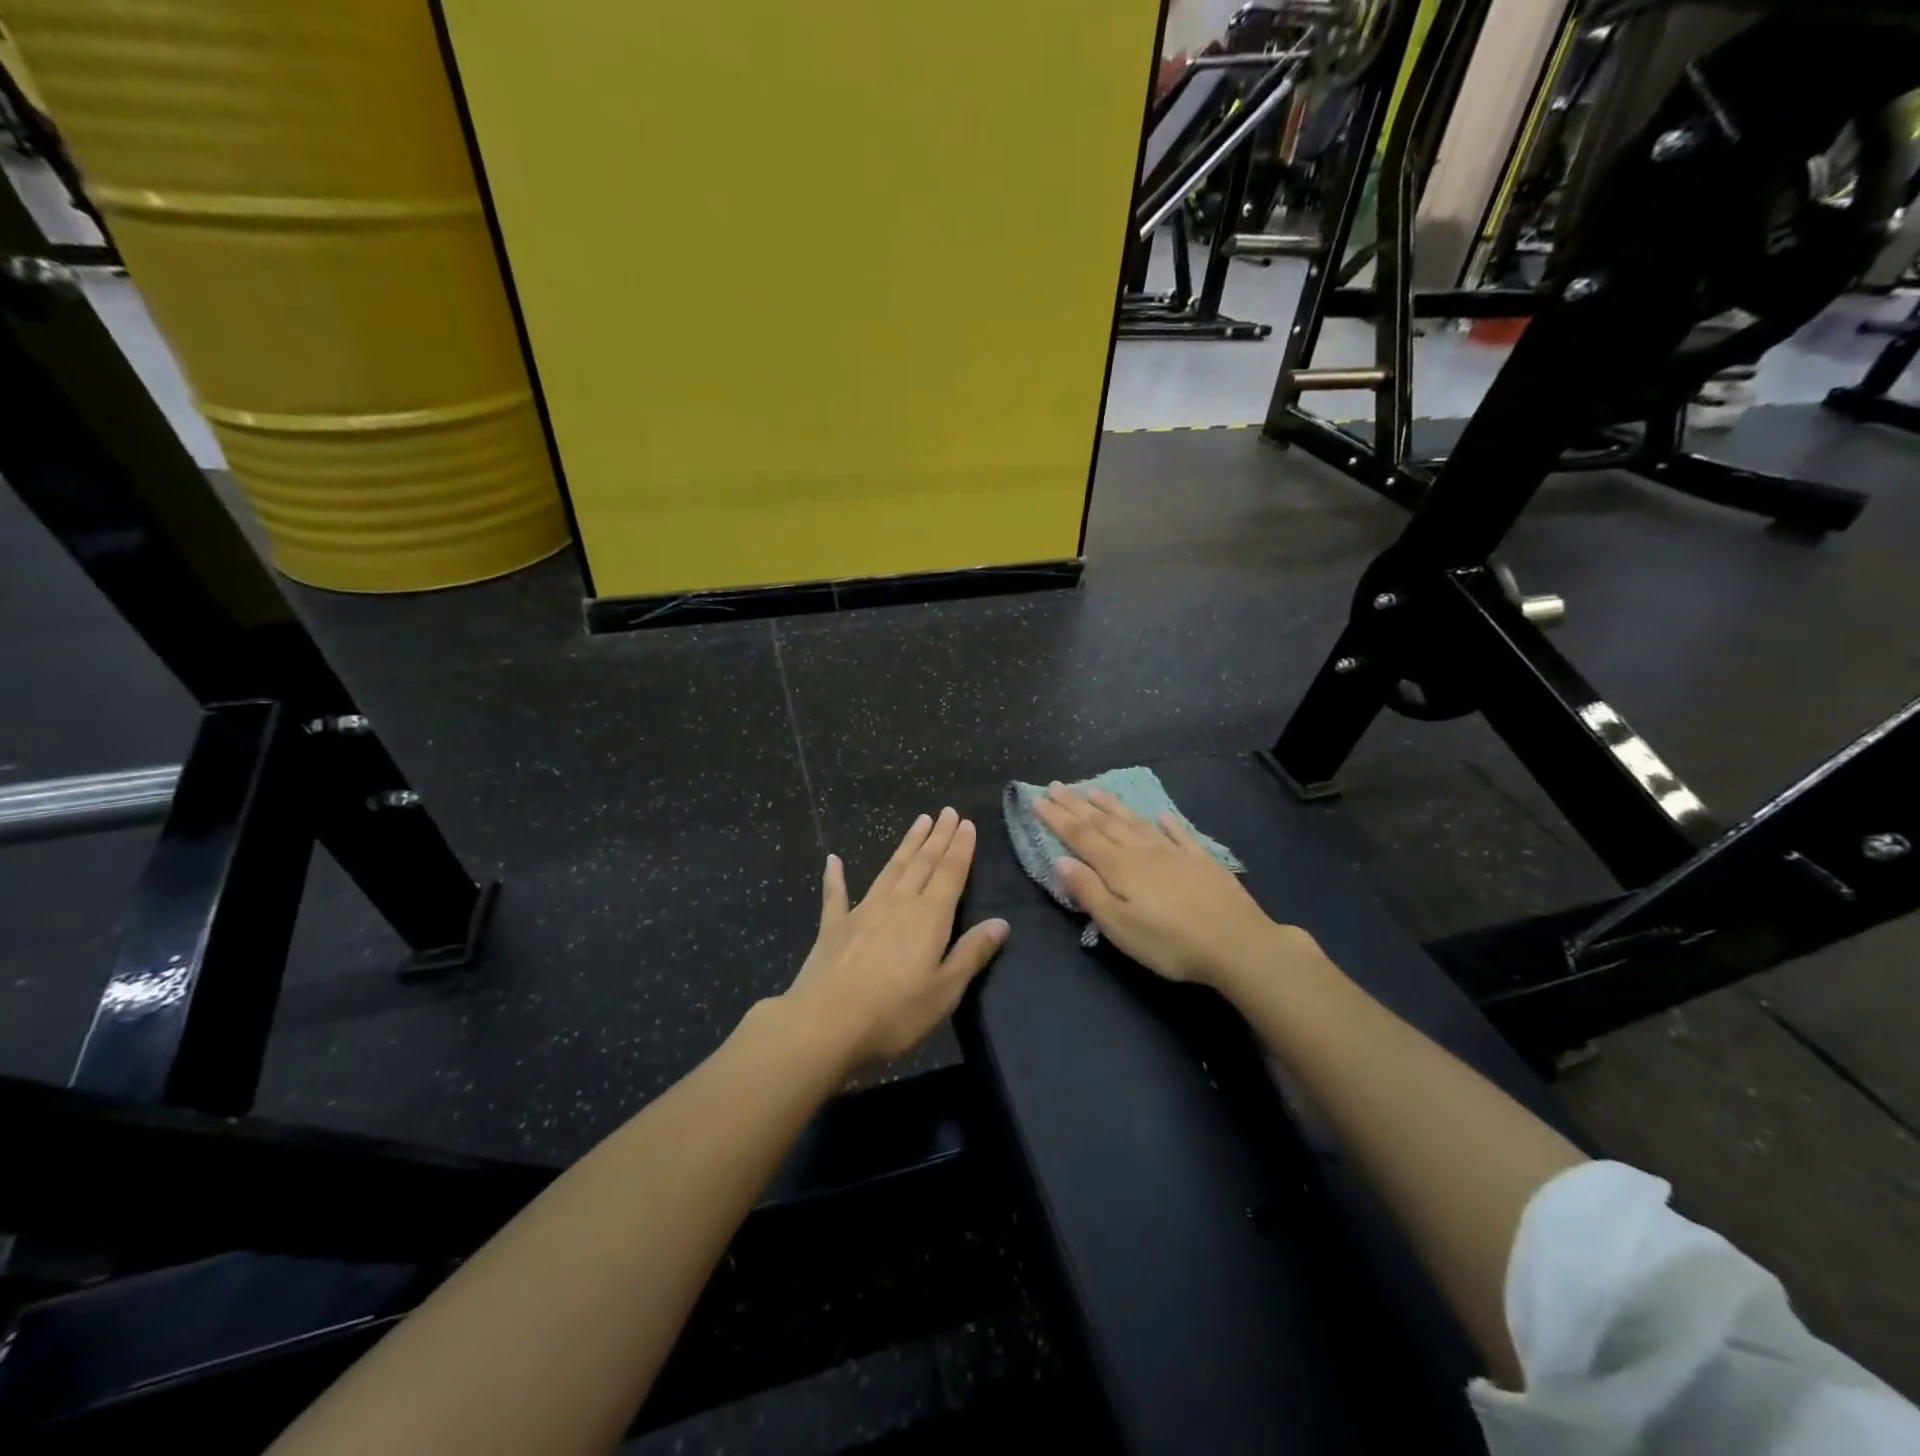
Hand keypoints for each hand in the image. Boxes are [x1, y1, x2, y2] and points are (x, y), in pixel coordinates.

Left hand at [783, 808, 1008, 1071]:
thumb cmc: (895, 1012)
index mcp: (929, 916)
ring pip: (890, 869)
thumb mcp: (945, 990)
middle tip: (947, 812)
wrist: (826, 1023)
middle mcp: (898, 903)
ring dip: (906, 845)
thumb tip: (1001, 922)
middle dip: (938, 837)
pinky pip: (836, 894)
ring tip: (919, 821)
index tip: (966, 823)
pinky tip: (833, 860)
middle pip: (922, 863)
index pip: (950, 873)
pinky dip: (835, 876)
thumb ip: (972, 953)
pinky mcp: (834, 926)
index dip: (960, 848)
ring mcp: (863, 910)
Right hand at [1033, 785, 1293, 989]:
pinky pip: (1178, 833)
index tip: (1037, 799)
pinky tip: (1161, 814)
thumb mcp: (1119, 926)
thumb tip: (1061, 861)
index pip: (1080, 836)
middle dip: (1076, 804)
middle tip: (1056, 786)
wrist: (1237, 943)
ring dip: (1112, 806)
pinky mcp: (1201, 860)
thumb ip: (1089, 892)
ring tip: (1094, 790)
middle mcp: (1142, 850)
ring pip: (1136, 822)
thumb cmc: (1169, 942)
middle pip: (1103, 823)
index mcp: (1118, 867)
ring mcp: (1173, 852)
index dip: (1057, 818)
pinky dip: (1166, 822)